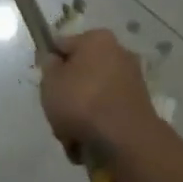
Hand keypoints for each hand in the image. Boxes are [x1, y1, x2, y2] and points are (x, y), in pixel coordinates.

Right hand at [38, 29, 159, 161]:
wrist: (124, 139)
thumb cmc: (81, 101)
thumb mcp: (50, 80)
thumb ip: (48, 66)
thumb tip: (55, 60)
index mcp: (97, 39)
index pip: (62, 45)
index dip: (49, 64)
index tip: (44, 83)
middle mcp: (119, 54)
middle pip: (80, 73)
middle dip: (67, 94)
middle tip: (56, 111)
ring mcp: (131, 81)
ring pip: (92, 96)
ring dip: (79, 114)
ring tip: (70, 134)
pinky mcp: (138, 108)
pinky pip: (107, 113)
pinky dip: (96, 125)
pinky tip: (86, 142)